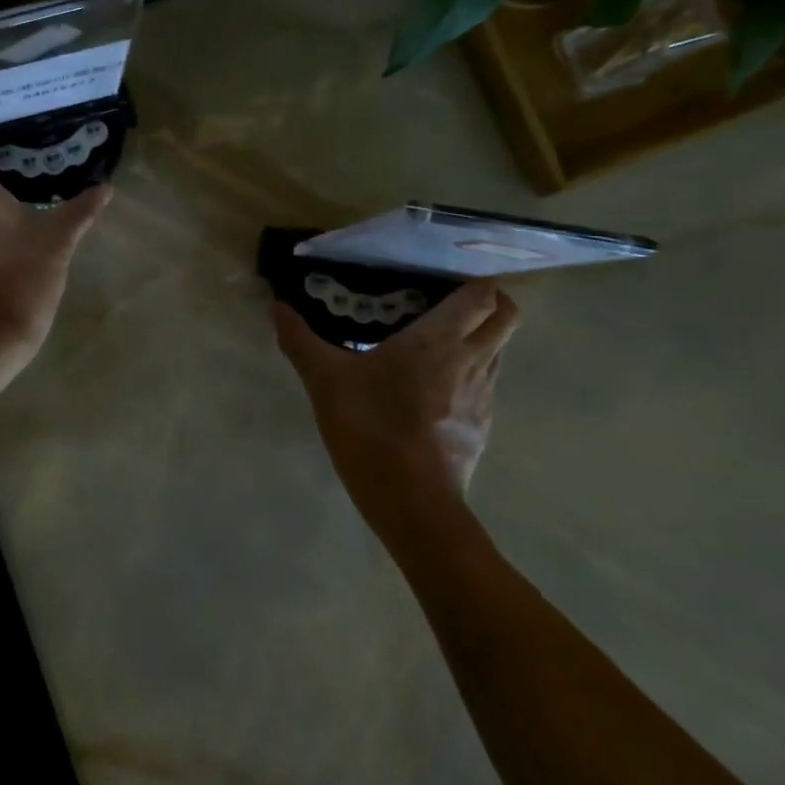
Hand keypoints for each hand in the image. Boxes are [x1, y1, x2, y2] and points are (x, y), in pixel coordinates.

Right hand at [272, 283, 519, 533]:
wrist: (410, 501)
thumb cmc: (370, 426)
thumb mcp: (324, 380)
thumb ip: (301, 340)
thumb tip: (277, 307)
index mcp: (439, 338)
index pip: (485, 295)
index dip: (472, 283)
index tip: (440, 283)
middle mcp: (472, 360)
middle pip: (507, 317)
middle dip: (486, 305)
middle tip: (444, 307)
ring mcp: (483, 397)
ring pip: (497, 353)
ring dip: (476, 341)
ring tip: (433, 348)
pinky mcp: (481, 428)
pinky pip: (483, 388)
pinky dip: (466, 380)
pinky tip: (430, 394)